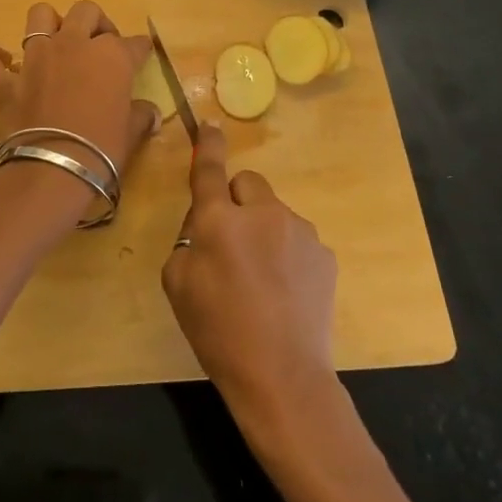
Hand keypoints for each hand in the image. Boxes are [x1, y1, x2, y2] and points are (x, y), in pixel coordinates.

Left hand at [0, 1, 159, 193]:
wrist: (54, 170)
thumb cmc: (103, 150)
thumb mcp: (130, 133)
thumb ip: (140, 117)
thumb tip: (150, 114)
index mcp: (111, 56)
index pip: (133, 43)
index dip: (139, 49)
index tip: (141, 55)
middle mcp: (73, 45)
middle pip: (86, 12)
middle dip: (97, 23)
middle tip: (100, 45)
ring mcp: (35, 58)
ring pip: (40, 15)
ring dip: (49, 23)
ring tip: (56, 40)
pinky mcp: (6, 80)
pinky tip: (1, 61)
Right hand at [162, 124, 337, 415]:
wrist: (281, 376)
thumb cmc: (218, 331)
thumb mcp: (177, 283)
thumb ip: (188, 240)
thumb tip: (208, 226)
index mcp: (220, 220)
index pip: (211, 169)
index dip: (209, 145)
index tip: (210, 125)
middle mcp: (262, 213)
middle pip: (247, 183)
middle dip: (236, 201)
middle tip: (231, 242)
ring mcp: (300, 231)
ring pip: (274, 213)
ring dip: (264, 230)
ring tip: (261, 279)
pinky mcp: (324, 254)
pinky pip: (297, 239)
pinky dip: (287, 253)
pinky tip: (285, 291)